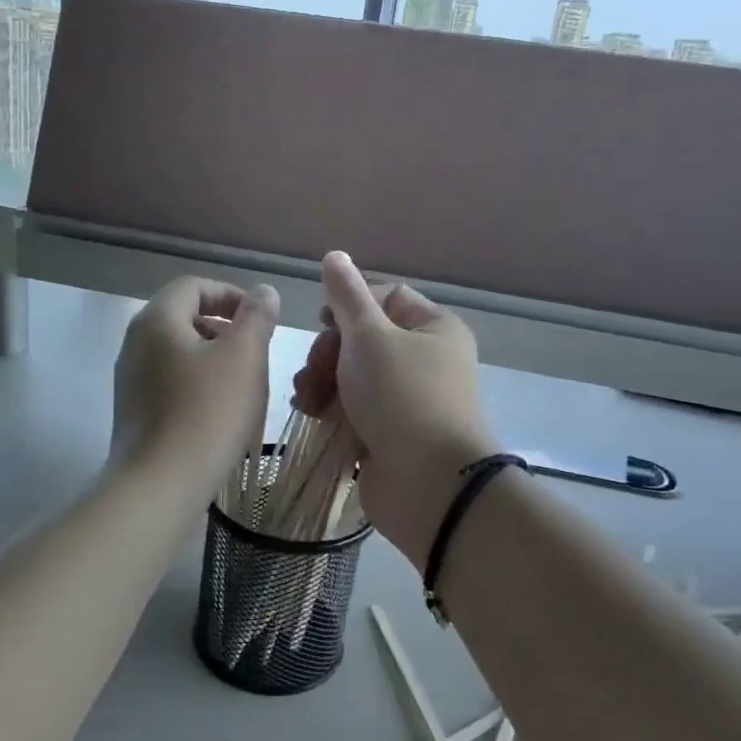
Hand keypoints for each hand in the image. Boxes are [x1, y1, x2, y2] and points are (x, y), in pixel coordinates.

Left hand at [111, 277, 279, 502]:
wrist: (160, 485)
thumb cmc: (207, 413)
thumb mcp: (244, 357)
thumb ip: (256, 317)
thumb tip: (262, 292)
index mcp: (157, 320)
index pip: (193, 286)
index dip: (230, 294)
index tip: (260, 318)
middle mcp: (135, 343)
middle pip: (182, 317)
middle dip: (223, 326)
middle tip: (254, 350)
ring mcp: (130, 379)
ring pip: (177, 351)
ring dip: (212, 357)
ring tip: (241, 383)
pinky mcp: (134, 411)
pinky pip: (169, 381)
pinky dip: (196, 383)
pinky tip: (218, 411)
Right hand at [292, 251, 497, 562]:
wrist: (428, 484)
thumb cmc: (402, 397)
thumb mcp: (370, 336)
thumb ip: (347, 297)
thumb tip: (335, 256)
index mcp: (434, 328)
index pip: (387, 297)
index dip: (350, 304)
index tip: (321, 321)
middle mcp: (425, 360)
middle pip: (364, 338)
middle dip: (330, 351)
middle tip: (316, 370)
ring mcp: (407, 400)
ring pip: (353, 375)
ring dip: (323, 380)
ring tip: (306, 399)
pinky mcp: (390, 433)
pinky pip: (354, 408)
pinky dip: (331, 408)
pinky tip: (312, 415)